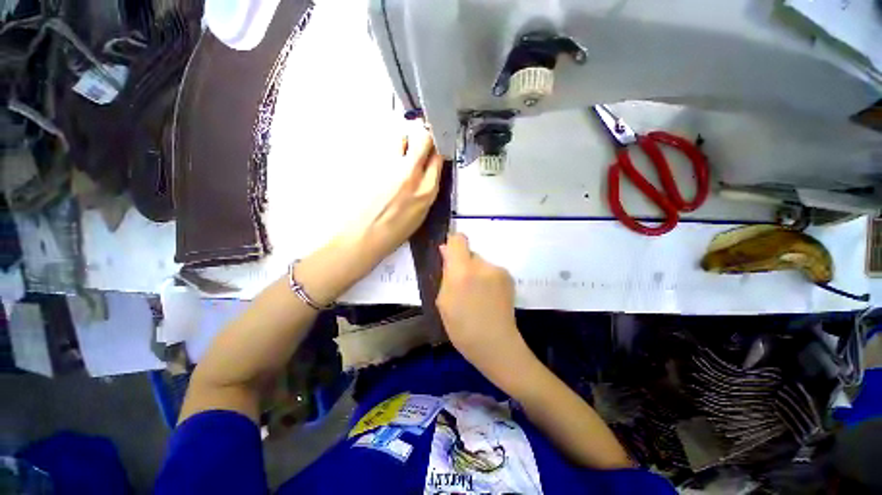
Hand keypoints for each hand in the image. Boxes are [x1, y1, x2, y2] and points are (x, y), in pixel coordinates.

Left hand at [345, 124, 443, 261]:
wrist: (365, 235)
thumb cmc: (396, 231)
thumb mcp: (422, 213)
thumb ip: (427, 188)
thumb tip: (429, 171)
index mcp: (427, 190)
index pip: (438, 156)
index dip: (439, 146)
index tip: (437, 143)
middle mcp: (411, 174)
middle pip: (423, 138)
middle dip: (424, 133)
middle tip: (421, 136)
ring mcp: (390, 167)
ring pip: (401, 137)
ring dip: (405, 138)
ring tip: (402, 148)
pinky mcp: (373, 165)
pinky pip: (385, 147)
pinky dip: (390, 149)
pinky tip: (387, 161)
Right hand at [437, 234, 530, 377]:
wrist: (496, 344)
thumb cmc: (462, 327)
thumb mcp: (443, 301)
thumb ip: (445, 273)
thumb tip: (445, 251)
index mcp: (462, 271)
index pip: (458, 239)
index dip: (452, 244)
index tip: (449, 258)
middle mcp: (482, 265)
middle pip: (469, 253)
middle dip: (463, 265)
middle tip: (461, 287)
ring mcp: (498, 270)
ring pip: (480, 263)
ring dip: (475, 272)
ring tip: (476, 295)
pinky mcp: (509, 277)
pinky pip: (491, 271)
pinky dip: (487, 279)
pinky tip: (488, 297)